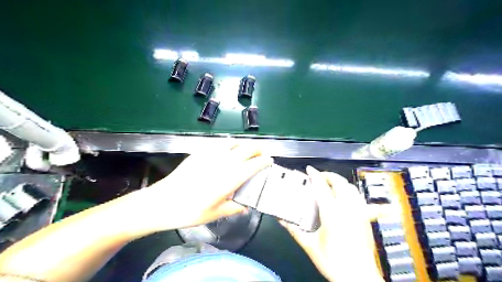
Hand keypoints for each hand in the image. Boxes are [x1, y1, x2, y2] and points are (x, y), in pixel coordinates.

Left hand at [133, 145, 272, 232]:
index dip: (264, 161)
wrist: (162, 202)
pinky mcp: (199, 153)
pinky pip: (219, 144)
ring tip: (246, 151)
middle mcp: (223, 162)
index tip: (269, 161)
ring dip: (244, 145)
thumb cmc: (190, 211)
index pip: (253, 165)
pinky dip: (229, 144)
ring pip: (233, 142)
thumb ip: (233, 208)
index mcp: (230, 178)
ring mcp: (211, 155)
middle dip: (257, 149)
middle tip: (261, 154)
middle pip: (246, 149)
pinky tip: (227, 150)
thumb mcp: (215, 214)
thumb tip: (245, 207)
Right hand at [280, 166, 382, 280]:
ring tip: (330, 183)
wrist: (359, 278)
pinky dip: (350, 192)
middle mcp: (348, 209)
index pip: (322, 187)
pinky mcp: (365, 219)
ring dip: (340, 182)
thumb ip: (295, 230)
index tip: (309, 169)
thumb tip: (282, 220)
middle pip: (340, 182)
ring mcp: (360, 213)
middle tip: (319, 176)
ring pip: (352, 188)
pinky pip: (359, 198)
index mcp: (333, 214)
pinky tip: (345, 197)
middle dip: (329, 175)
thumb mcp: (310, 246)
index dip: (315, 175)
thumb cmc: (334, 262)